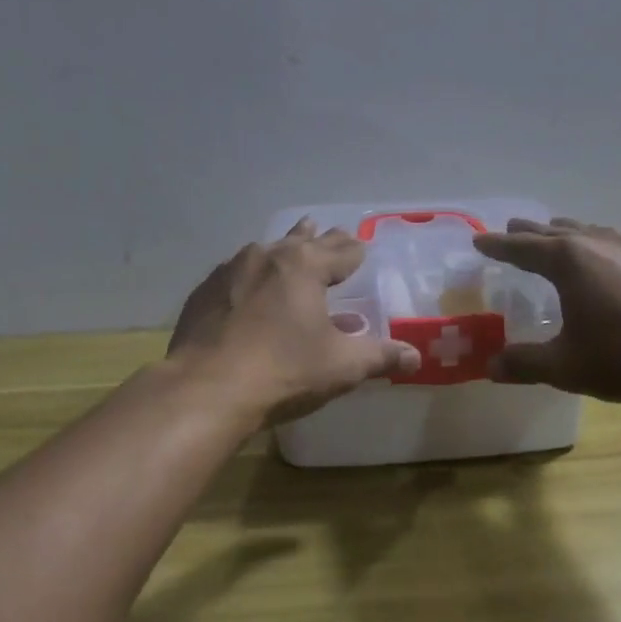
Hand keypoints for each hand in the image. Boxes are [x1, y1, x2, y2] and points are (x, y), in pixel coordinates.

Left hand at [168, 219, 420, 425]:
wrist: (205, 389)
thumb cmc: (283, 371)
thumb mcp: (342, 366)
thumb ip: (380, 357)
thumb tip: (416, 357)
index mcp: (305, 266)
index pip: (341, 251)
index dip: (355, 251)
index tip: (361, 247)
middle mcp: (267, 256)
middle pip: (302, 241)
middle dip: (321, 238)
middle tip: (332, 232)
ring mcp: (230, 271)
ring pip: (265, 252)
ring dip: (283, 250)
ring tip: (290, 245)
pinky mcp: (204, 293)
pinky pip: (235, 275)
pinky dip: (250, 278)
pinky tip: (248, 290)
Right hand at [474, 218, 620, 404]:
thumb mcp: (567, 367)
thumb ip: (524, 364)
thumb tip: (490, 366)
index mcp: (568, 260)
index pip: (521, 247)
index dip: (497, 246)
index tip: (479, 241)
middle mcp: (596, 243)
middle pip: (552, 231)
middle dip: (527, 233)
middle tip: (509, 233)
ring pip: (586, 231)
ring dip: (562, 233)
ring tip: (553, 237)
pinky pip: (611, 242)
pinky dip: (593, 244)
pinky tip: (603, 261)